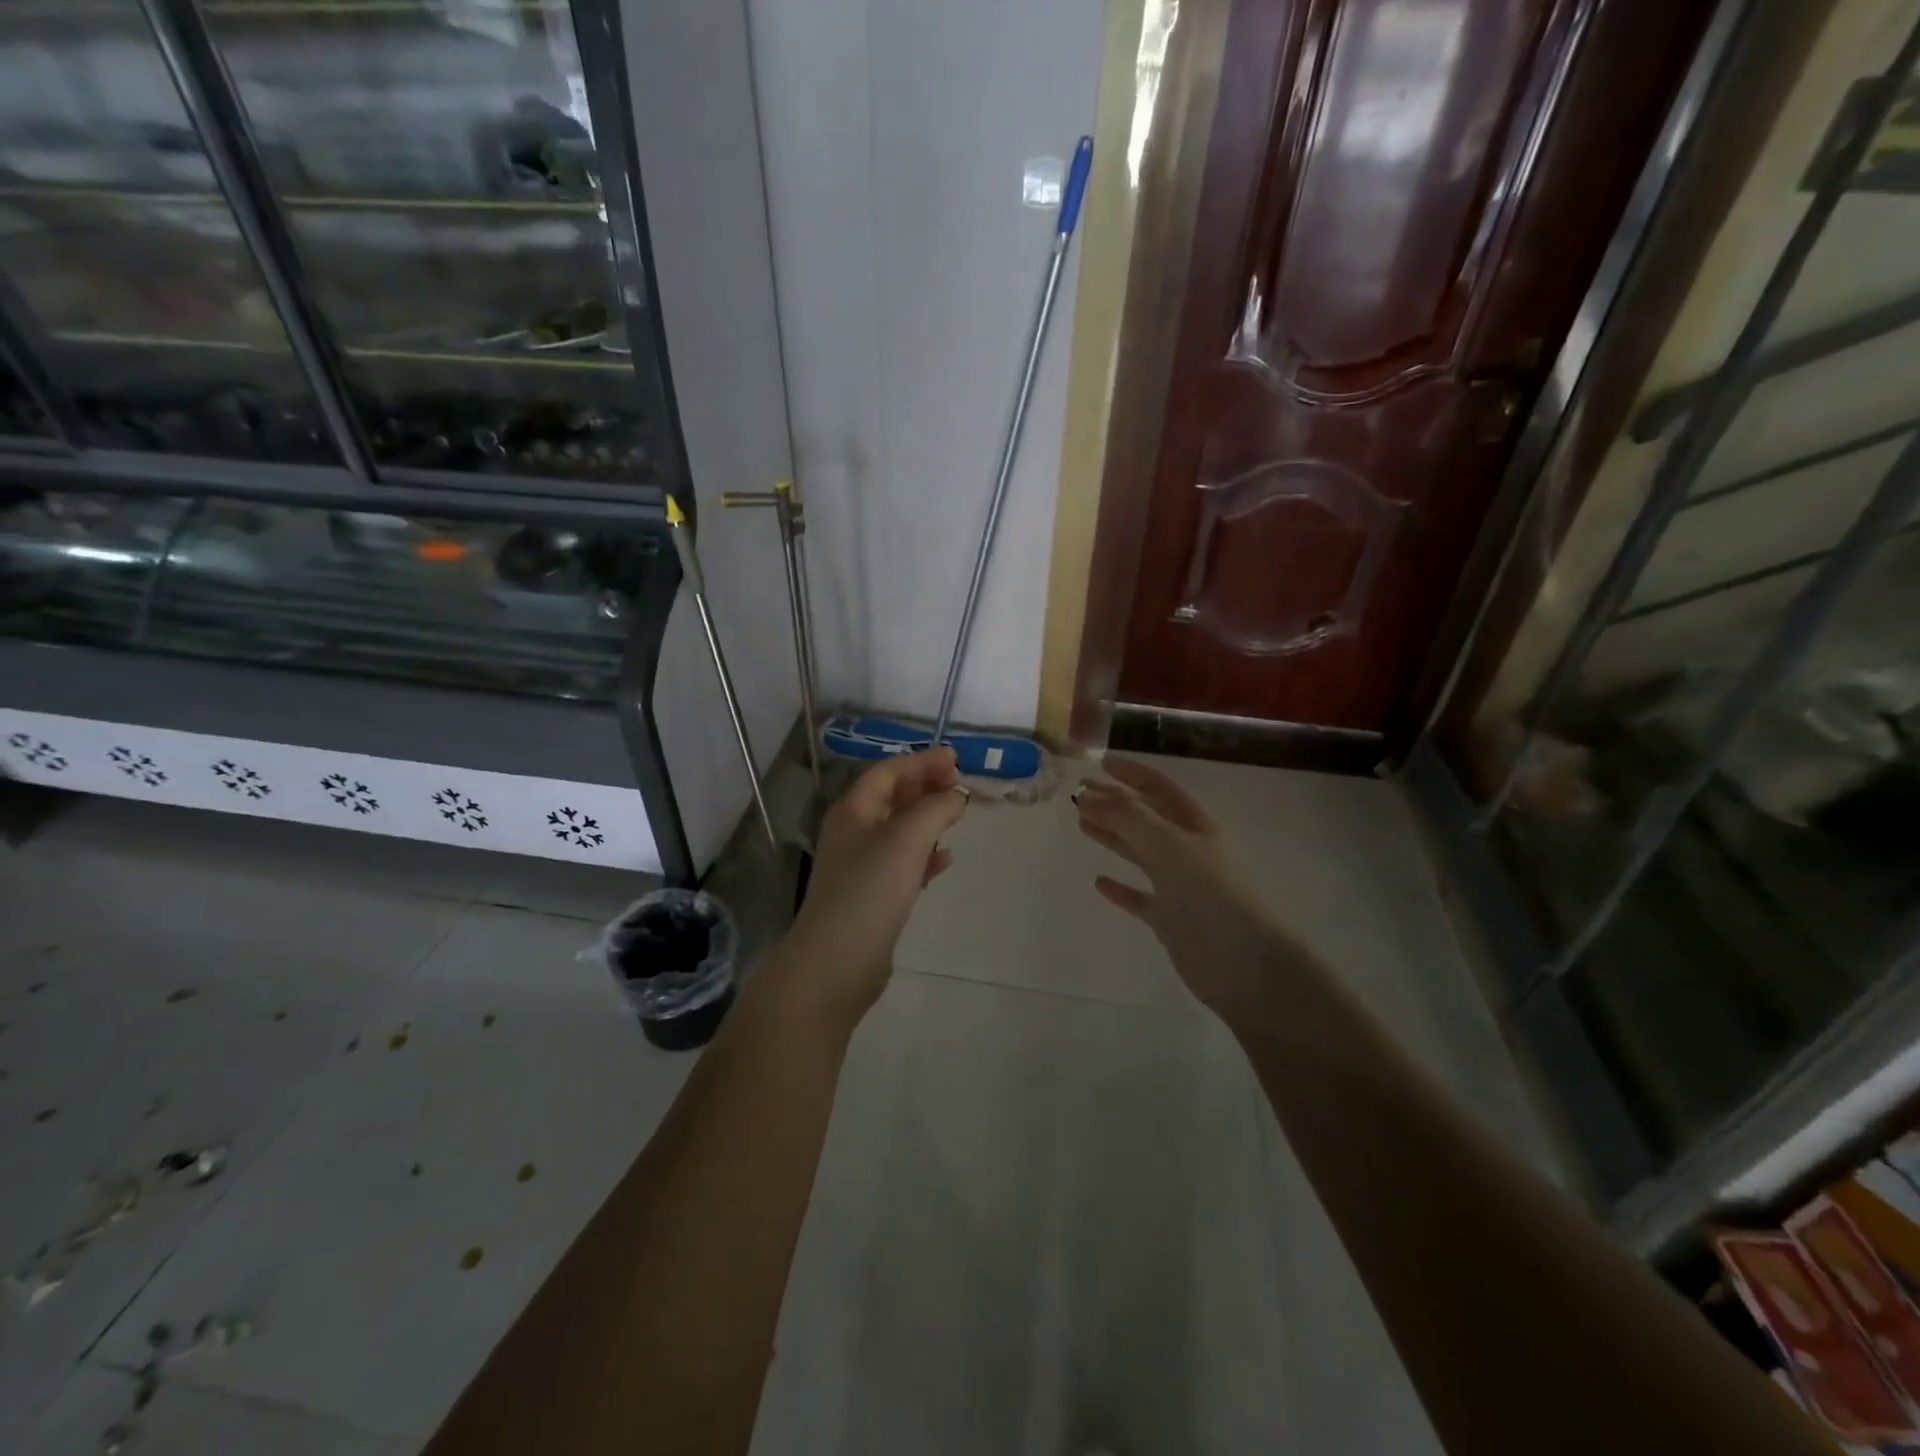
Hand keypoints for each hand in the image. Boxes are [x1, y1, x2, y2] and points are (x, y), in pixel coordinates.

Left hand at [762, 748, 968, 1029]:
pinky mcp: (872, 897)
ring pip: (899, 831)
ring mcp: (861, 866)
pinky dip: (924, 855)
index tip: (957, 760)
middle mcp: (853, 833)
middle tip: (959, 784)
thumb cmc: (870, 889)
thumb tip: (956, 796)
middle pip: (892, 798)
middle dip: (925, 787)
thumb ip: (936, 809)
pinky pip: (902, 864)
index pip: (888, 772)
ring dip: (927, 819)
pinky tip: (945, 860)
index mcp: (854, 810)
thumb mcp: (907, 838)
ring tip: (957, 816)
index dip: (922, 762)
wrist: (837, 961)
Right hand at [1074, 757, 1308, 1028]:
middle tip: (1079, 793)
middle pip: (1146, 818)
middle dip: (1114, 802)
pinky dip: (1121, 888)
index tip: (1100, 763)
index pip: (1159, 787)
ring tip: (1082, 823)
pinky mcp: (1171, 919)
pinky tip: (1100, 882)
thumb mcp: (1167, 844)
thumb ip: (1127, 817)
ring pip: (1140, 853)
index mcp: (1195, 825)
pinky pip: (1140, 897)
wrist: (1244, 963)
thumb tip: (1088, 794)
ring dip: (1112, 836)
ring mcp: (1180, 886)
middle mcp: (1188, 850)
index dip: (1131, 773)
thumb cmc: (1209, 893)